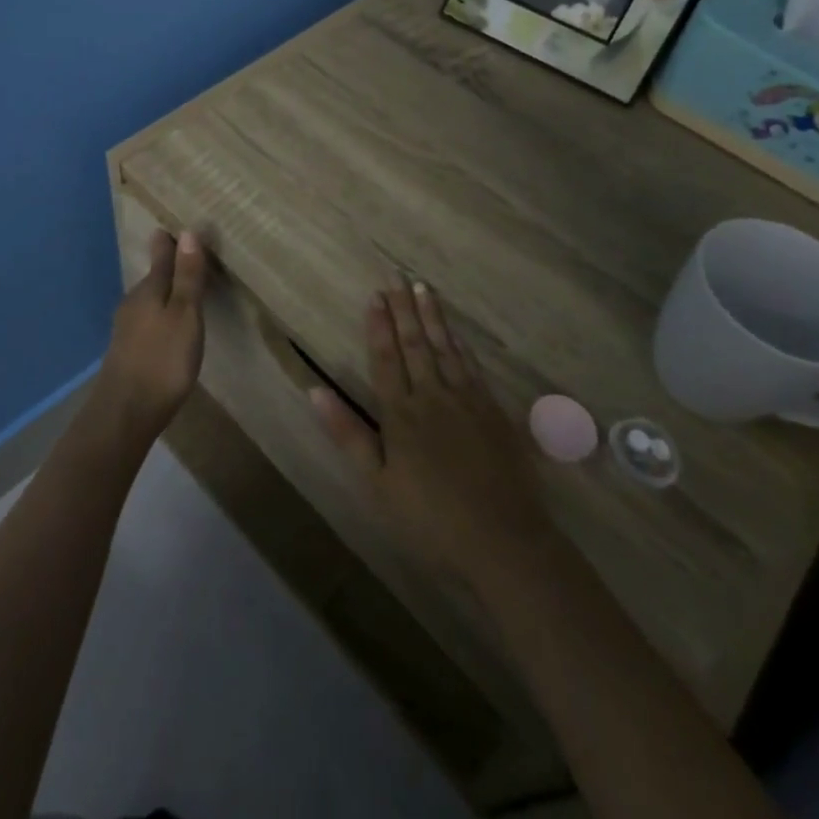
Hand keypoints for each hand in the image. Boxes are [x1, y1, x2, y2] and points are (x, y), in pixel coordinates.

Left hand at [97, 229, 206, 436]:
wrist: (124, 413)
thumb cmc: (162, 360)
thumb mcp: (185, 315)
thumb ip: (187, 276)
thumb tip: (187, 232)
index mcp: (149, 289)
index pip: (162, 256)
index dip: (171, 243)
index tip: (176, 227)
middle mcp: (134, 302)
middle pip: (154, 276)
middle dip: (168, 265)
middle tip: (187, 253)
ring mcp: (127, 327)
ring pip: (149, 299)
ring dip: (165, 291)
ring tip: (183, 287)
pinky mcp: (127, 350)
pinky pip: (147, 319)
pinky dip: (160, 313)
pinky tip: (168, 325)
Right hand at [312, 283, 554, 591]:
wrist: (504, 543)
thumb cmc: (430, 521)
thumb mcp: (377, 484)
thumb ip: (347, 435)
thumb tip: (314, 391)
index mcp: (401, 415)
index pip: (385, 359)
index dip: (378, 326)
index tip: (374, 295)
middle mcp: (432, 397)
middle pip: (415, 344)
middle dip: (404, 309)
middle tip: (397, 275)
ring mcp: (467, 402)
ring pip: (445, 349)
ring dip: (432, 317)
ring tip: (422, 288)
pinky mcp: (494, 413)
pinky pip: (472, 367)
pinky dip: (461, 345)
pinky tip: (456, 333)